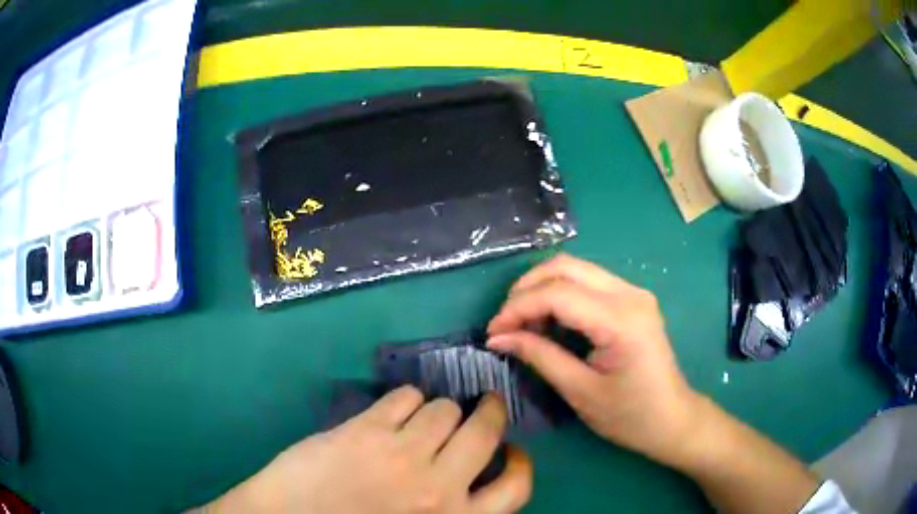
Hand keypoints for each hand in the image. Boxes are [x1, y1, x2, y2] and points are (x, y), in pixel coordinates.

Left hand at [203, 387, 531, 513]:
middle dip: (488, 413)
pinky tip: (393, 412)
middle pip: (485, 430)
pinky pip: (405, 396)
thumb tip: (474, 478)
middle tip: (481, 409)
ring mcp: (402, 455)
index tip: (510, 450)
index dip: (520, 462)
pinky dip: (406, 399)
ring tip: (424, 418)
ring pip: (444, 408)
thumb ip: (454, 509)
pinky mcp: (366, 430)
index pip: (517, 488)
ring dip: (439, 410)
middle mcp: (439, 487)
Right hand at [487, 254, 702, 467]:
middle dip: (526, 289)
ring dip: (542, 289)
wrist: (672, 418)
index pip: (557, 293)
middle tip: (506, 324)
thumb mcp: (580, 391)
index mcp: (621, 319)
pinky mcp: (632, 299)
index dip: (518, 308)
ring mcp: (633, 293)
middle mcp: (630, 294)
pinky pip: (588, 283)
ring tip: (524, 325)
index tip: (493, 333)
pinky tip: (550, 322)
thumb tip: (499, 338)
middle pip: (565, 266)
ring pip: (575, 269)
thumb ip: (540, 357)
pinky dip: (560, 295)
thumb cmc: (630, 415)